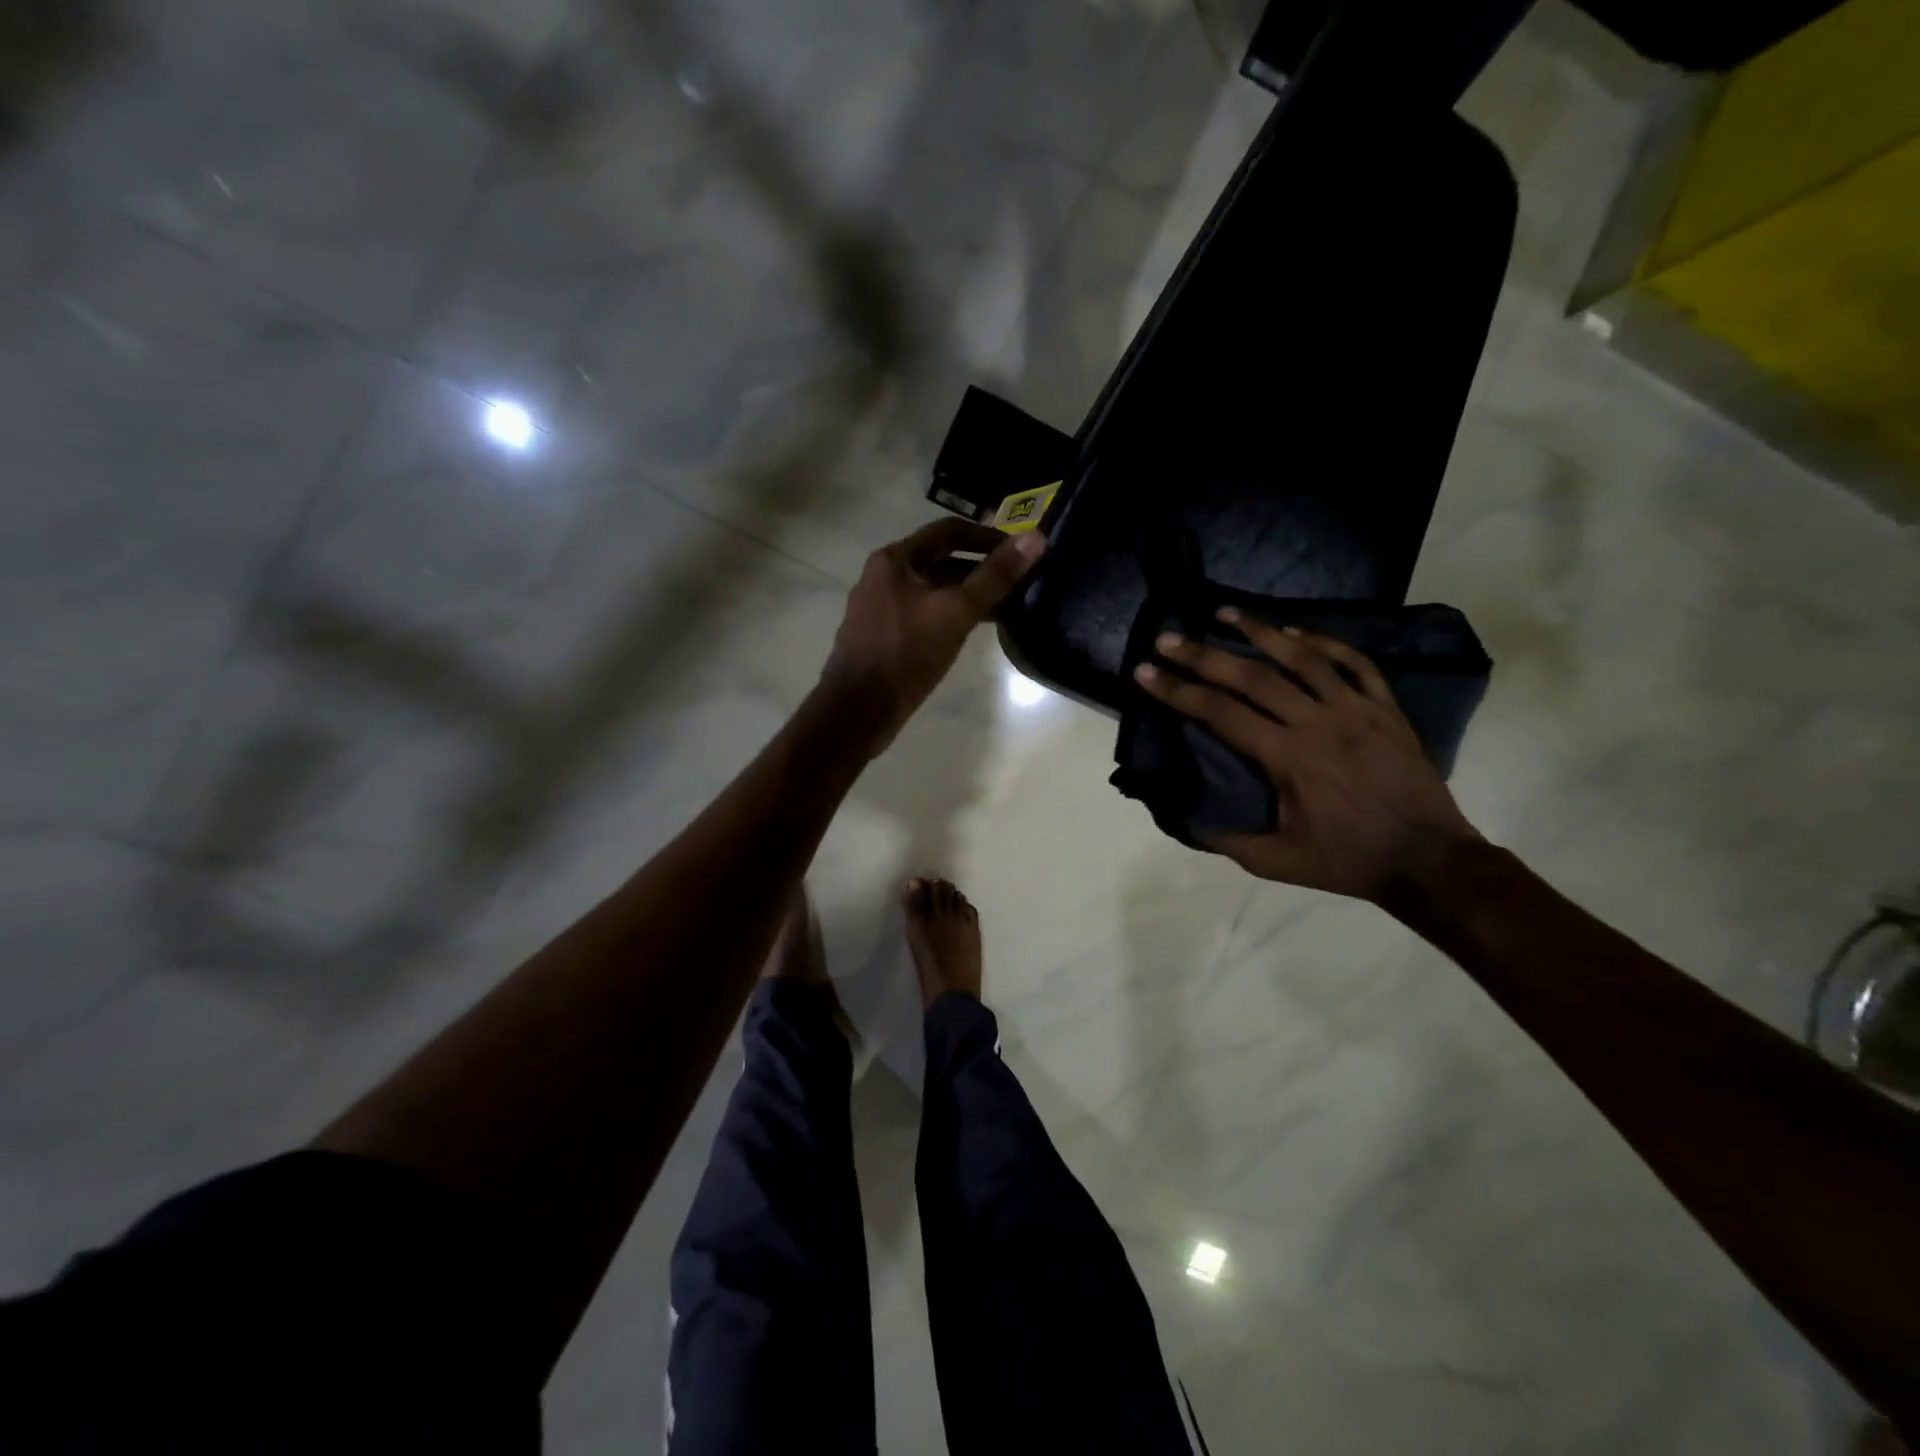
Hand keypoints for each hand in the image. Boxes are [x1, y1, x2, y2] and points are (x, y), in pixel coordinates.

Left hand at [821, 519, 1045, 752]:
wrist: (858, 710)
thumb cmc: (906, 653)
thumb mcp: (955, 612)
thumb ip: (995, 576)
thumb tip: (1035, 538)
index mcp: (895, 560)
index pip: (948, 531)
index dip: (987, 536)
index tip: (1020, 549)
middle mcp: (884, 577)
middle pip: (940, 560)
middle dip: (980, 568)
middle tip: (1019, 579)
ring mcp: (881, 608)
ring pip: (933, 590)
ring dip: (968, 594)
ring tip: (1006, 606)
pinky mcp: (885, 636)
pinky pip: (924, 614)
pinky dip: (951, 615)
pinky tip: (974, 630)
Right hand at [1133, 608, 1480, 900]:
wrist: (1428, 860)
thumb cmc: (1347, 860)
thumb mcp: (1277, 863)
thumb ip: (1227, 839)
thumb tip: (1184, 814)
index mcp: (1289, 758)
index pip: (1221, 713)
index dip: (1179, 691)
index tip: (1146, 672)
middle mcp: (1318, 722)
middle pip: (1252, 676)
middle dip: (1204, 655)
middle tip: (1169, 638)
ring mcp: (1357, 710)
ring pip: (1303, 657)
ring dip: (1259, 631)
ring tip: (1225, 612)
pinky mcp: (1386, 708)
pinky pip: (1353, 663)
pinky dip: (1323, 641)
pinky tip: (1294, 630)